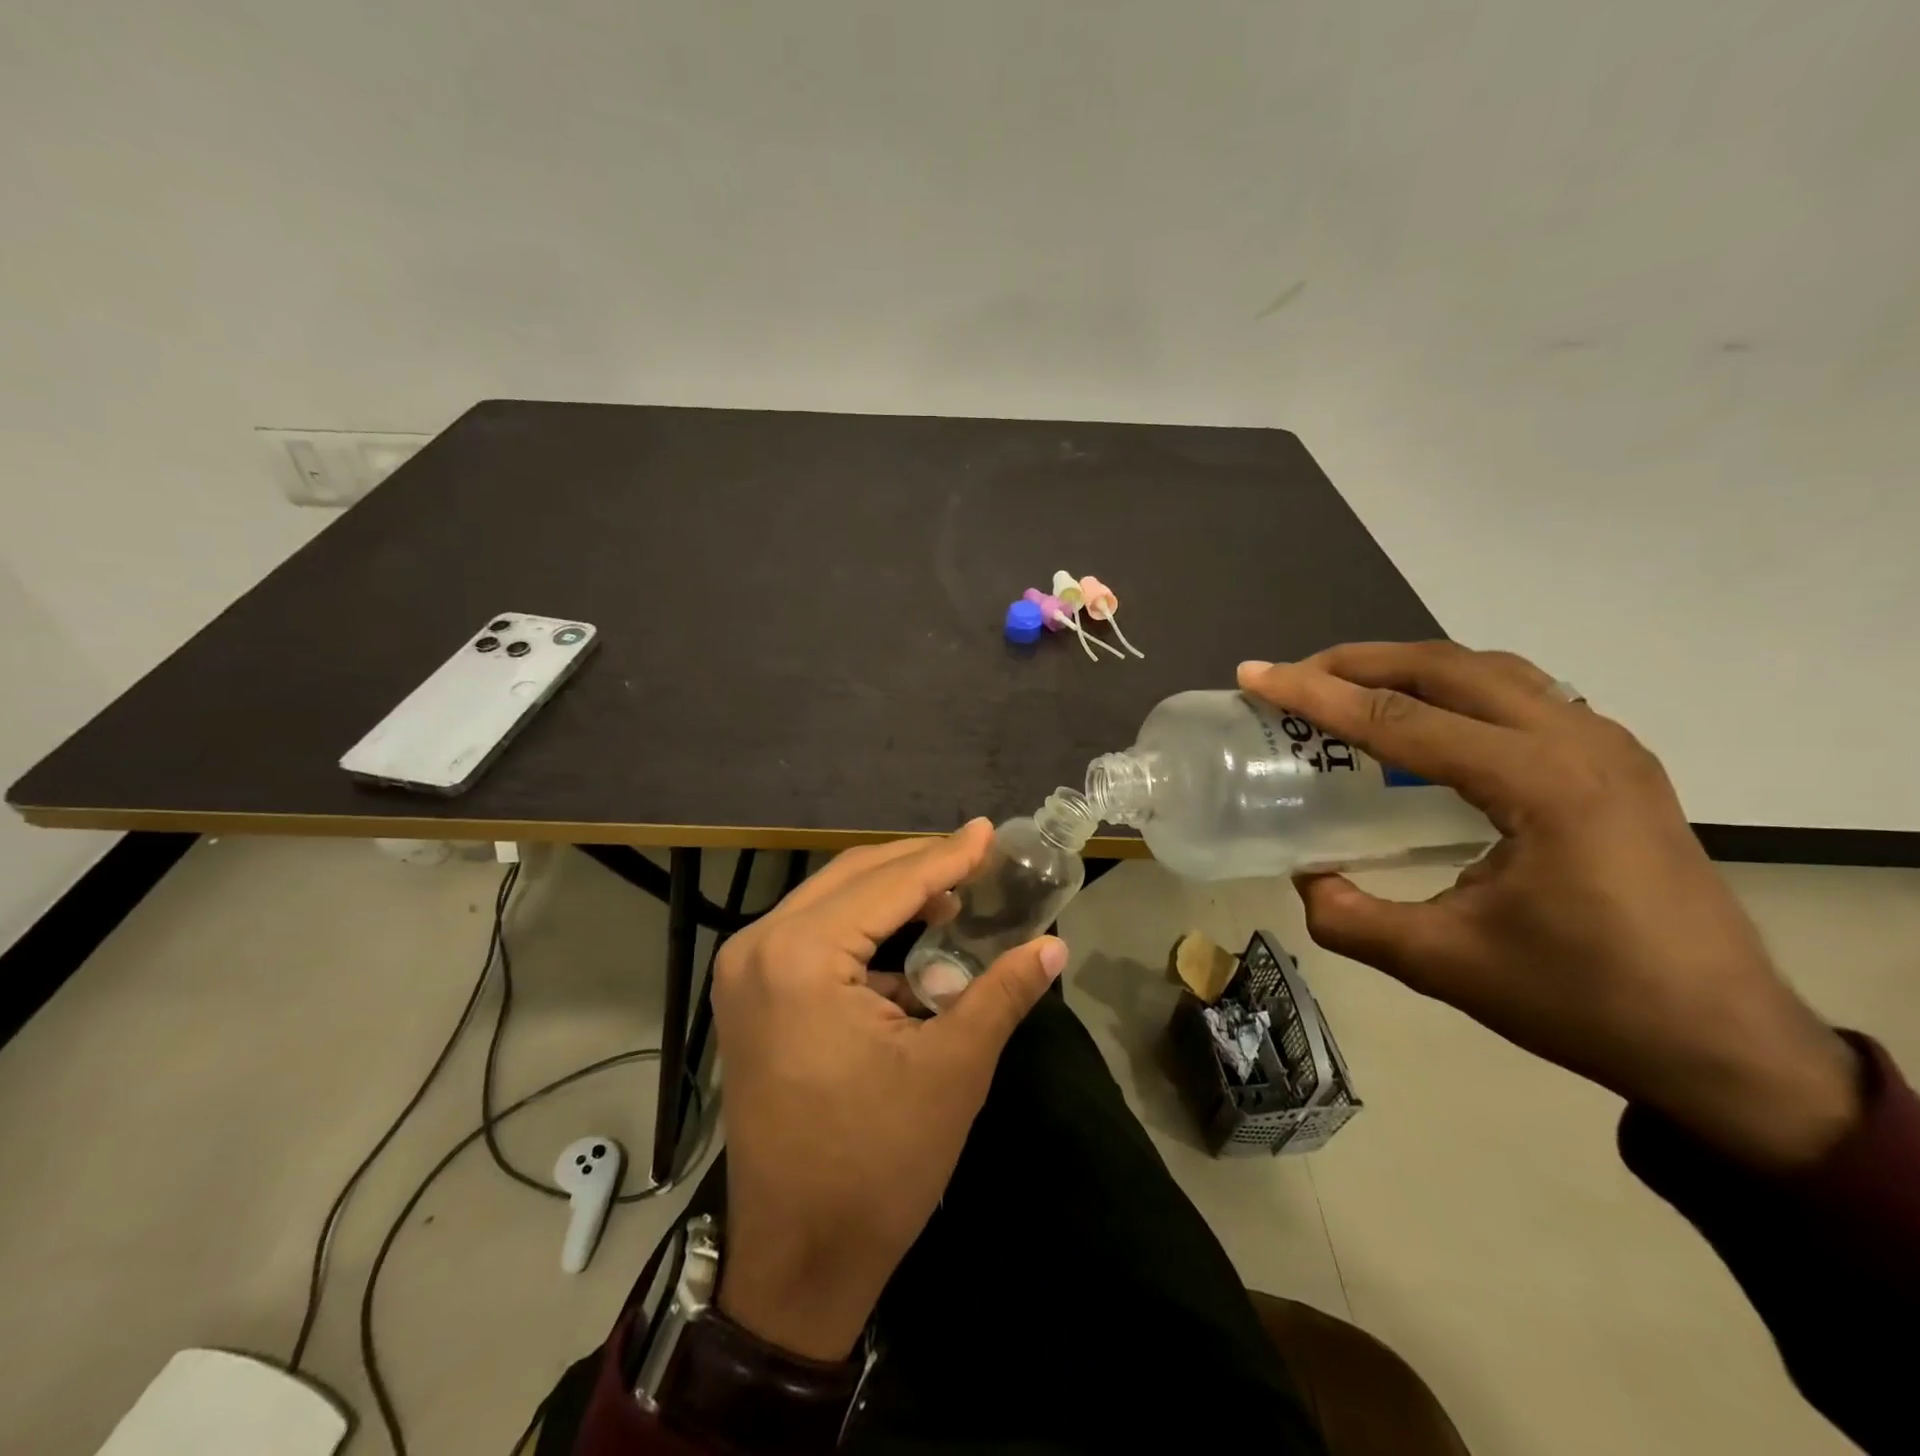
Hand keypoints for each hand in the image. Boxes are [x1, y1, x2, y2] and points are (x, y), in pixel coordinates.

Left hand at [711, 821, 1068, 1360]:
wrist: (798, 1258)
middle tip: (977, 854)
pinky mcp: (750, 995)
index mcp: (800, 957)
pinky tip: (912, 938)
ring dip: (893, 892)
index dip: (947, 856)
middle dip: (919, 864)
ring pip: (831, 901)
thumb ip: (1002, 993)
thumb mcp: (952, 1070)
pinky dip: (864, 927)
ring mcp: (746, 970)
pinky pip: (814, 933)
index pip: (888, 885)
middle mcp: (759, 947)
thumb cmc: (876, 1165)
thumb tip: (1054, 945)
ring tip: (953, 891)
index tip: (990, 832)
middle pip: (853, 878)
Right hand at [1238, 643, 1860, 1171]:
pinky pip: (1520, 694)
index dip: (1315, 695)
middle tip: (1293, 677)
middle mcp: (1579, 741)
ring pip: (1489, 670)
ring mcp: (1607, 745)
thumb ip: (1351, 917)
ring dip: (1408, 668)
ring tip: (1346, 687)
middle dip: (1358, 662)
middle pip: (1447, 668)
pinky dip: (1453, 689)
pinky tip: (1423, 722)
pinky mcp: (1616, 763)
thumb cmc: (1585, 1002)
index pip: (1402, 719)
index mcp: (1540, 783)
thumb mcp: (1443, 964)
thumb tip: (1306, 877)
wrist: (1728, 1046)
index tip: (1254, 676)